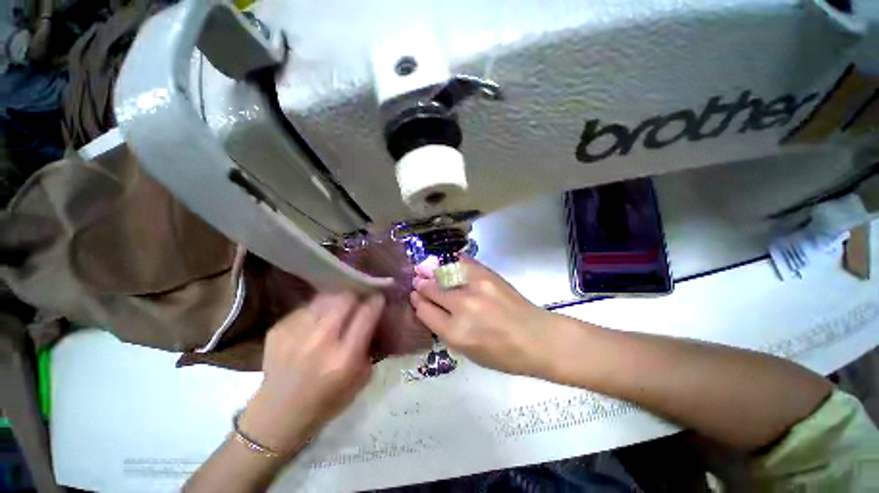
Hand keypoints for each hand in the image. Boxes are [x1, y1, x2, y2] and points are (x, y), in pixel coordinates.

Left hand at [240, 292, 384, 456]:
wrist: (278, 415)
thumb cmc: (327, 402)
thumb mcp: (360, 379)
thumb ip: (368, 346)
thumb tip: (372, 320)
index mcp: (344, 358)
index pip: (366, 315)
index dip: (376, 302)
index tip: (378, 298)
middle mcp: (320, 342)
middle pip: (344, 299)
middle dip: (355, 298)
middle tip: (356, 304)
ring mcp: (295, 334)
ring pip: (324, 299)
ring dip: (334, 303)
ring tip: (334, 312)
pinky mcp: (277, 330)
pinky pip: (305, 308)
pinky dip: (314, 312)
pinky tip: (313, 325)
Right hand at [410, 258, 553, 376]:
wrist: (537, 338)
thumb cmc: (503, 354)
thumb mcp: (468, 352)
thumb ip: (445, 329)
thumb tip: (429, 307)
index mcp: (455, 333)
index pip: (424, 310)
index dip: (417, 302)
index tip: (416, 297)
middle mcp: (462, 307)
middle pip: (430, 289)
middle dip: (422, 286)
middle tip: (419, 282)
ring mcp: (475, 287)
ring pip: (442, 274)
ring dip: (432, 273)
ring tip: (428, 271)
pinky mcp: (486, 274)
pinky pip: (460, 262)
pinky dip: (451, 263)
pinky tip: (447, 264)